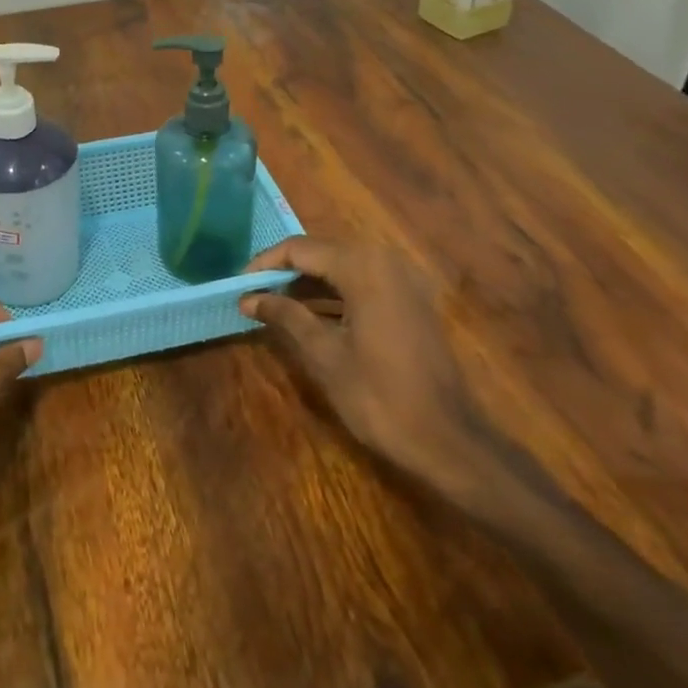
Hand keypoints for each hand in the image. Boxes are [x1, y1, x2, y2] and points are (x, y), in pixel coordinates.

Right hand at [241, 237, 546, 523]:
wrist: (448, 439)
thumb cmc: (379, 396)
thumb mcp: (323, 354)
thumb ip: (285, 316)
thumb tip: (248, 298)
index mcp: (363, 267)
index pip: (300, 248)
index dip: (264, 264)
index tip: (239, 286)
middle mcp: (385, 260)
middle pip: (322, 251)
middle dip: (285, 271)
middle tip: (254, 295)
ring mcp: (403, 280)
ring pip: (342, 266)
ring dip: (308, 282)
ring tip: (274, 305)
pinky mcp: (411, 300)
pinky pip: (363, 281)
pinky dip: (334, 292)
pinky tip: (311, 315)